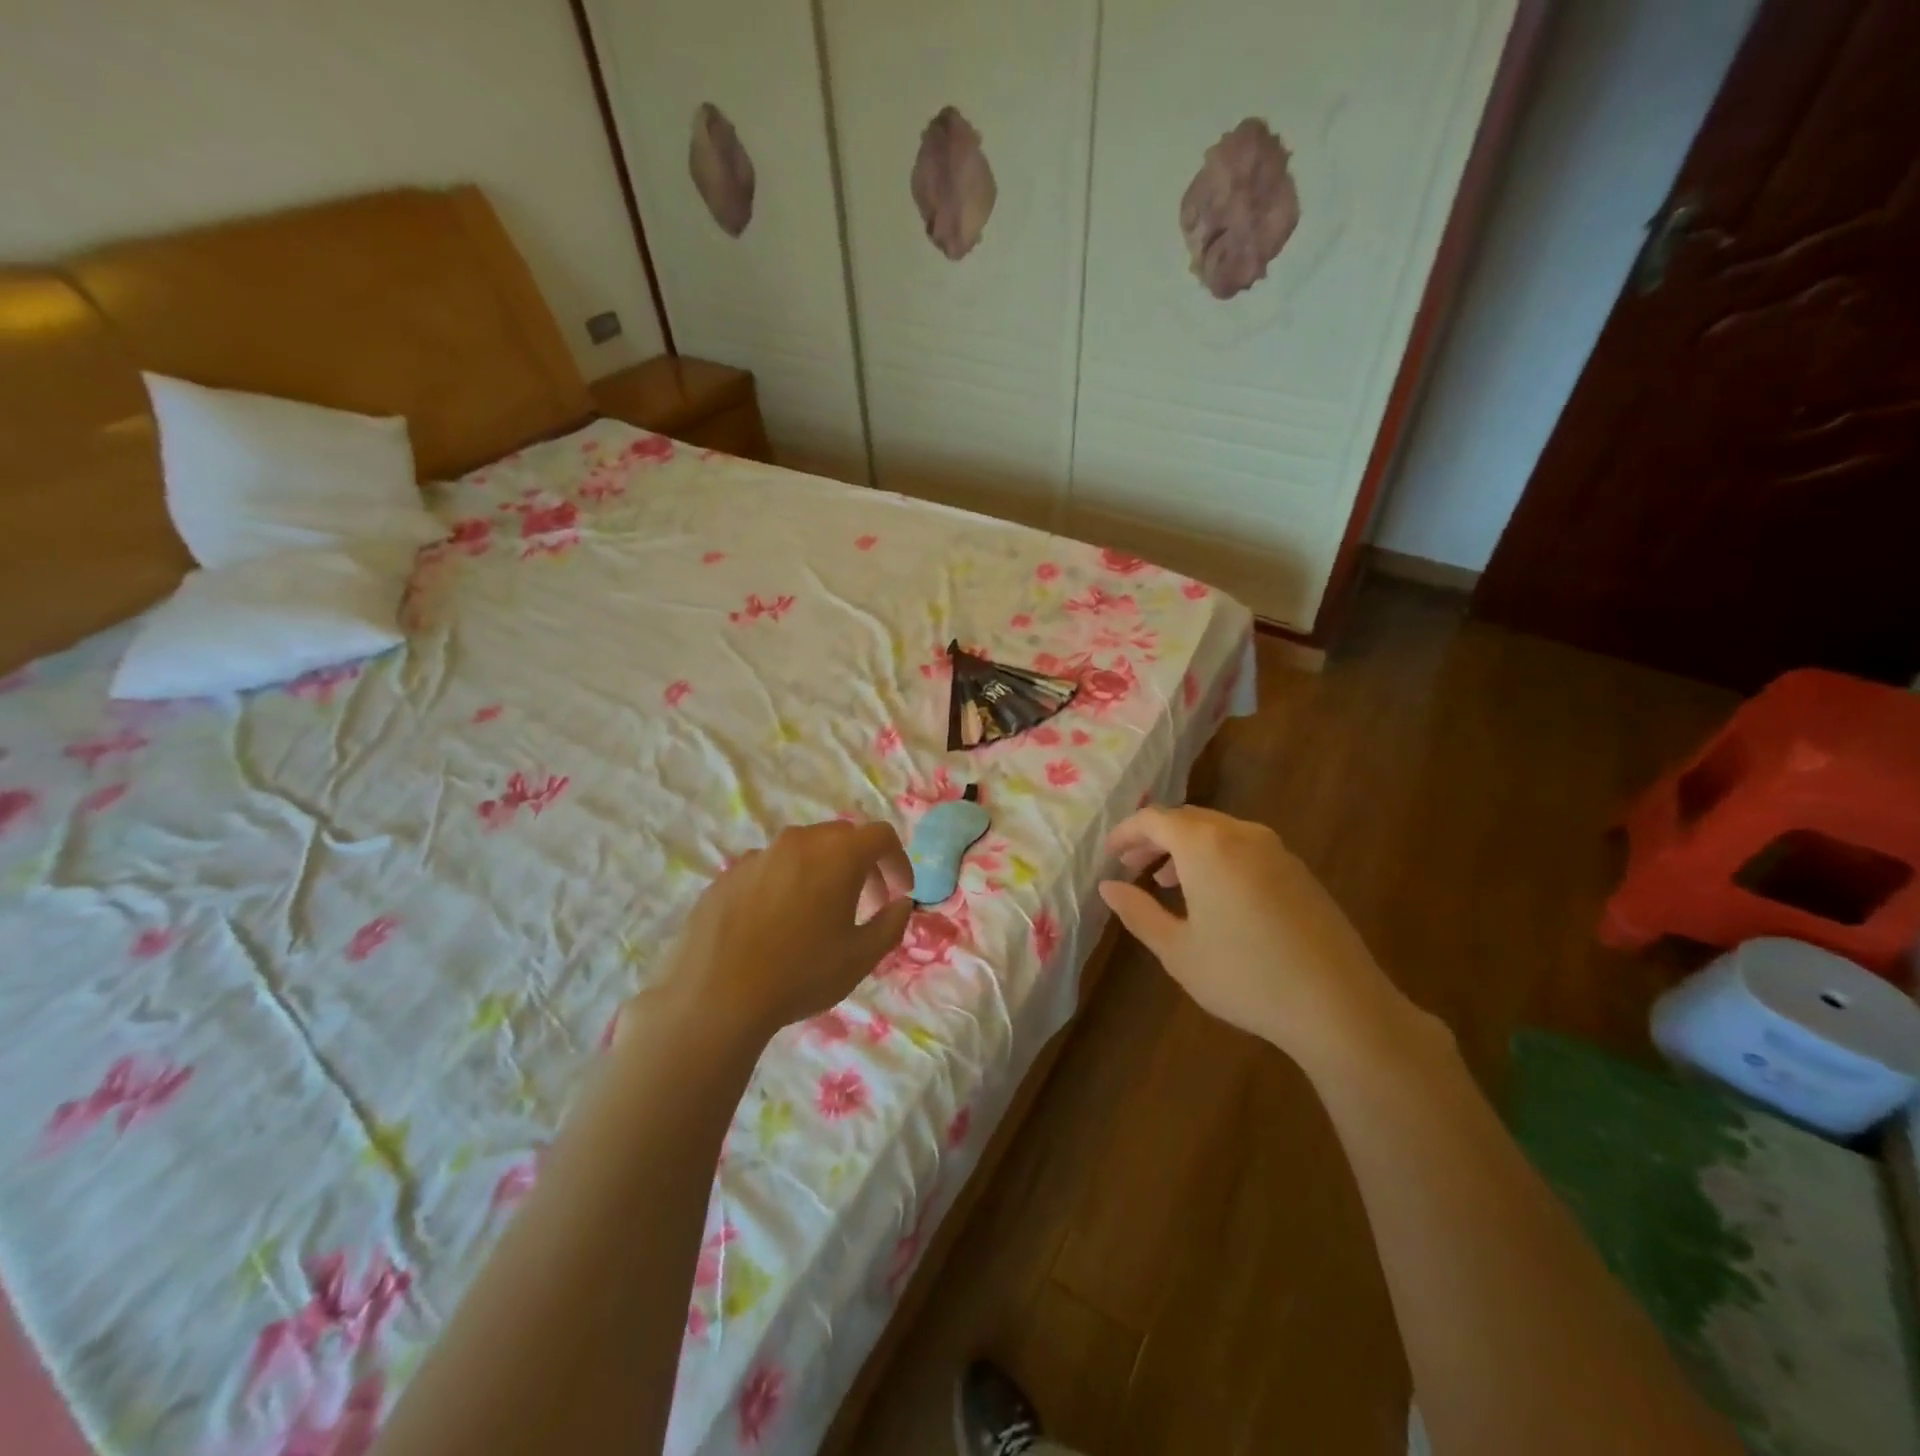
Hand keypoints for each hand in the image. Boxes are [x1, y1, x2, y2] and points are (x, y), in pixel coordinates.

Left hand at [649, 821, 913, 1040]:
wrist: (715, 996)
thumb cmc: (801, 974)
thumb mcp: (861, 957)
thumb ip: (891, 924)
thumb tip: (900, 903)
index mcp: (837, 854)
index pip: (881, 836)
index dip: (898, 861)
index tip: (900, 892)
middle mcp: (798, 842)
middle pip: (841, 838)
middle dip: (862, 865)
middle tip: (867, 903)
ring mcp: (758, 856)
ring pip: (803, 851)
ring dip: (822, 872)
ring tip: (819, 915)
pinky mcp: (728, 875)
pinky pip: (769, 869)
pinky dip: (786, 884)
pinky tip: (777, 924)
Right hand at [1098, 806, 1417, 1067]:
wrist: (1339, 1005)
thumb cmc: (1245, 976)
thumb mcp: (1178, 950)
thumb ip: (1137, 912)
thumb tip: (1108, 887)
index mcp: (1205, 845)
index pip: (1154, 819)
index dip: (1126, 833)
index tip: (1109, 855)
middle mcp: (1241, 834)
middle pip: (1187, 820)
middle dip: (1154, 840)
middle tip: (1132, 869)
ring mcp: (1276, 850)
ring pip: (1217, 832)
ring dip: (1185, 849)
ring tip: (1167, 883)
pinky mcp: (1299, 871)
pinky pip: (1244, 848)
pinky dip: (1216, 858)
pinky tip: (1214, 897)